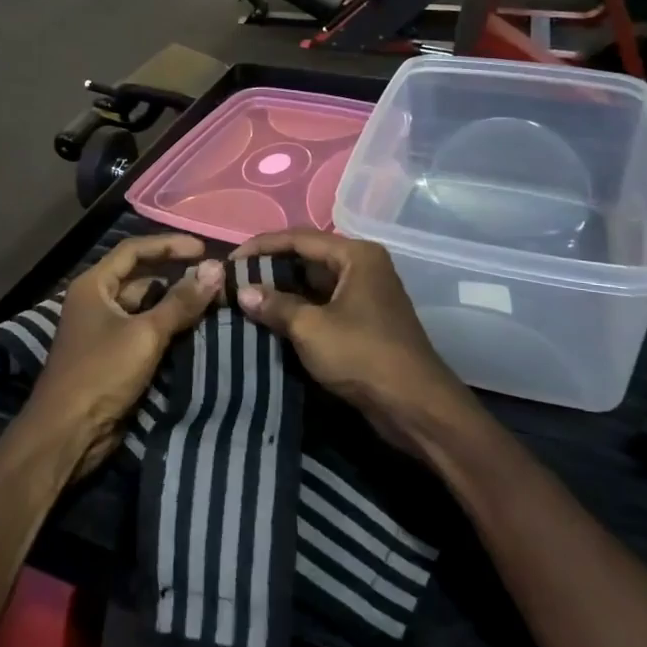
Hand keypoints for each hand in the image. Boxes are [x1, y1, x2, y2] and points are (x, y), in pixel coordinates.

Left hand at [25, 235, 223, 477]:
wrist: (67, 434)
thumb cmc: (100, 373)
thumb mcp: (144, 334)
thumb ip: (181, 302)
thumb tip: (215, 270)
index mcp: (94, 285)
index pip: (134, 250)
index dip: (169, 245)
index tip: (204, 250)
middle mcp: (96, 301)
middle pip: (141, 278)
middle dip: (176, 278)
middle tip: (214, 281)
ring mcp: (104, 331)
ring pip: (145, 308)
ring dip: (175, 306)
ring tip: (213, 304)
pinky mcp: (113, 357)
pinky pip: (145, 333)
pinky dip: (168, 330)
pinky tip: (196, 332)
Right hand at [227, 229, 471, 446]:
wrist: (416, 407)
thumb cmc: (363, 356)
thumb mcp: (311, 329)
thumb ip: (275, 306)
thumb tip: (242, 292)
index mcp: (356, 255)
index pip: (299, 238)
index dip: (261, 247)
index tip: (230, 261)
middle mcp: (363, 266)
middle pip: (307, 258)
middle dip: (270, 269)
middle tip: (234, 281)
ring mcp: (365, 294)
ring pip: (314, 284)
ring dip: (282, 292)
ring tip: (245, 299)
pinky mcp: (364, 321)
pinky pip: (323, 305)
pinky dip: (298, 310)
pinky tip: (271, 321)